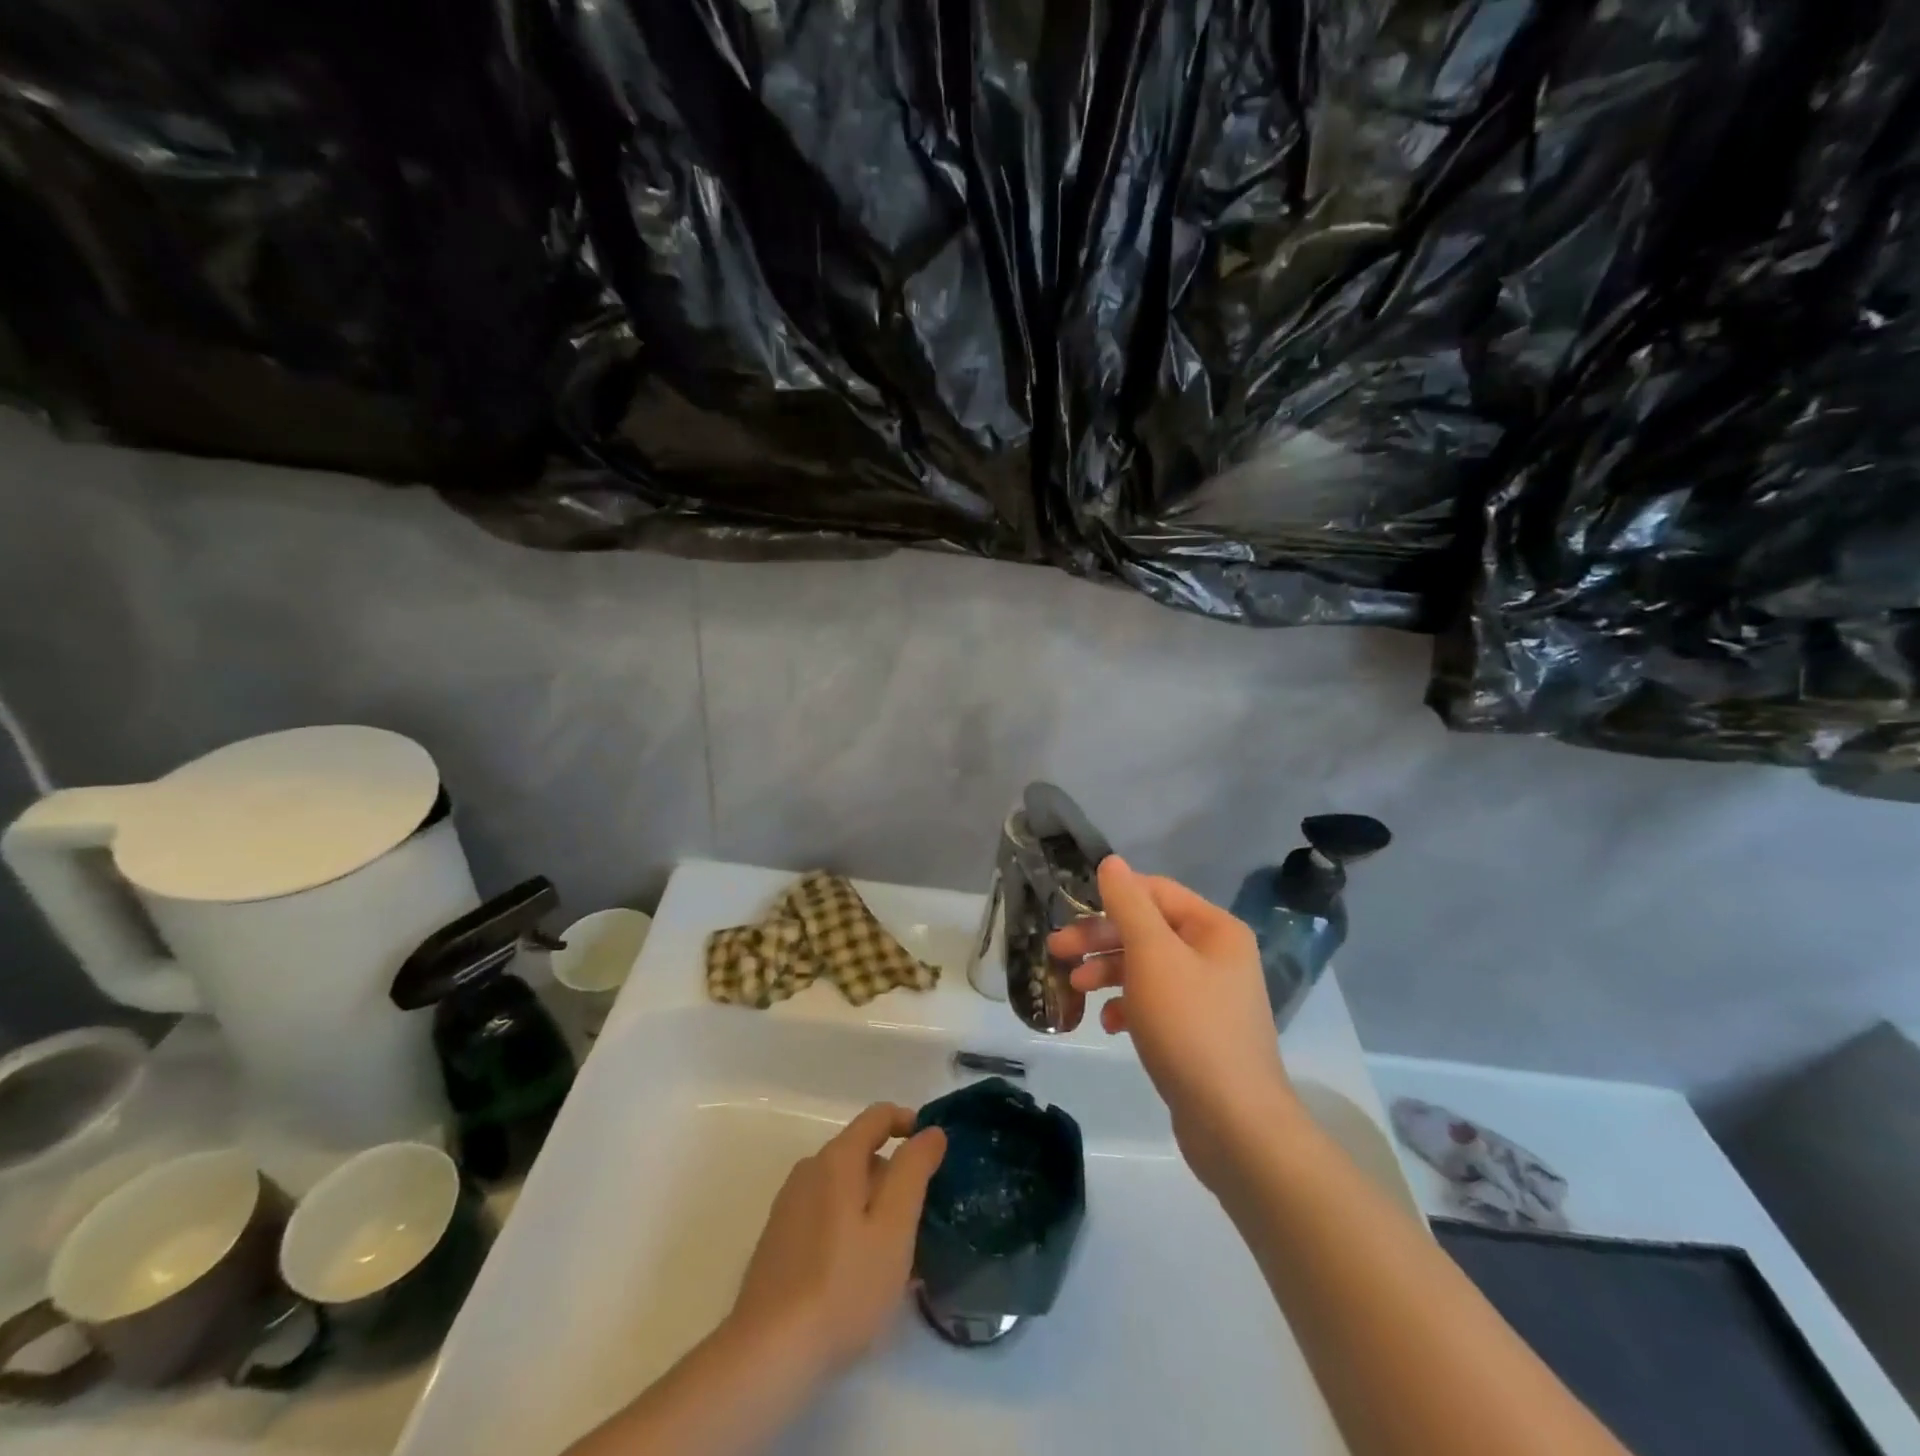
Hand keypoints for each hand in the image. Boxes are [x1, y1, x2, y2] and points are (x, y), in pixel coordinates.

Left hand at [727, 1103, 946, 1381]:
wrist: (768, 1355)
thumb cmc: (844, 1286)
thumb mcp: (894, 1227)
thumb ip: (913, 1170)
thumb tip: (930, 1131)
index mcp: (837, 1159)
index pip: (878, 1116)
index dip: (909, 1123)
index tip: (934, 1152)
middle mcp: (809, 1170)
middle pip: (860, 1152)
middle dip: (892, 1174)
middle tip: (919, 1218)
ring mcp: (789, 1205)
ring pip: (842, 1186)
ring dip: (871, 1204)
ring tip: (894, 1252)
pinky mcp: (778, 1240)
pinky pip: (824, 1213)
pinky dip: (848, 1225)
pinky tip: (858, 1272)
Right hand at [1049, 857, 1295, 1186]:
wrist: (1234, 1124)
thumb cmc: (1189, 1026)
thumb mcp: (1152, 955)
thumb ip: (1129, 905)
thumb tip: (1112, 862)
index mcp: (1215, 929)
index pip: (1156, 892)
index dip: (1112, 898)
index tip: (1070, 913)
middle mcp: (1217, 956)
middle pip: (1148, 930)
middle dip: (1101, 939)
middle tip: (1056, 950)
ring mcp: (1210, 997)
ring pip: (1148, 967)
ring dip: (1109, 972)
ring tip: (1075, 987)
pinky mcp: (1200, 1033)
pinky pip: (1157, 1004)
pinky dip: (1129, 1006)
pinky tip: (1110, 1024)